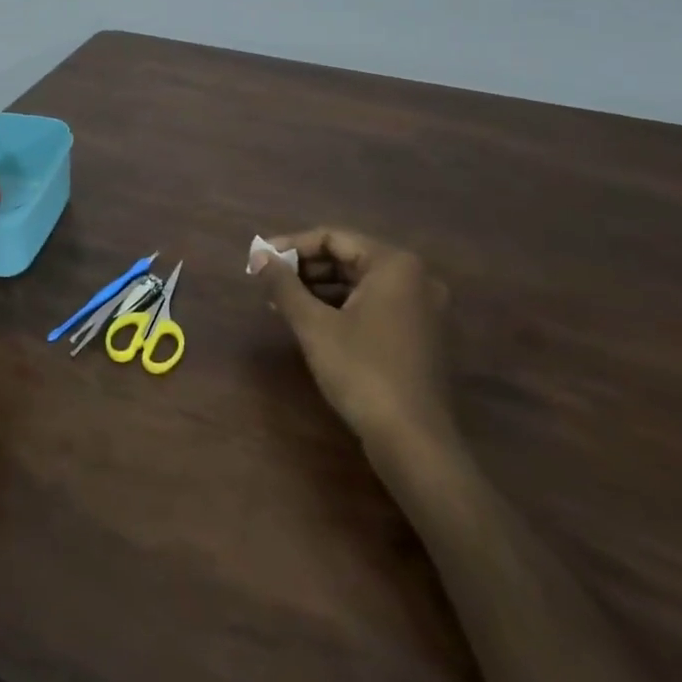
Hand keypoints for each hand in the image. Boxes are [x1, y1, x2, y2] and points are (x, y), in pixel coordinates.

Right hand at [255, 227, 453, 457]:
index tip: (259, 260)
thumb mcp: (314, 325)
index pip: (333, 238)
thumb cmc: (362, 372)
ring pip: (360, 284)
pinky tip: (312, 324)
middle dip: (305, 269)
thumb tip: (259, 257)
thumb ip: (284, 285)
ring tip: (282, 304)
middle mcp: (416, 279)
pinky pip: (374, 306)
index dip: (291, 246)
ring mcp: (423, 309)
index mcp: (395, 265)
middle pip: (348, 258)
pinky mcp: (421, 336)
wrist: (414, 442)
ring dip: (319, 289)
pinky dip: (341, 308)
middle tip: (268, 282)